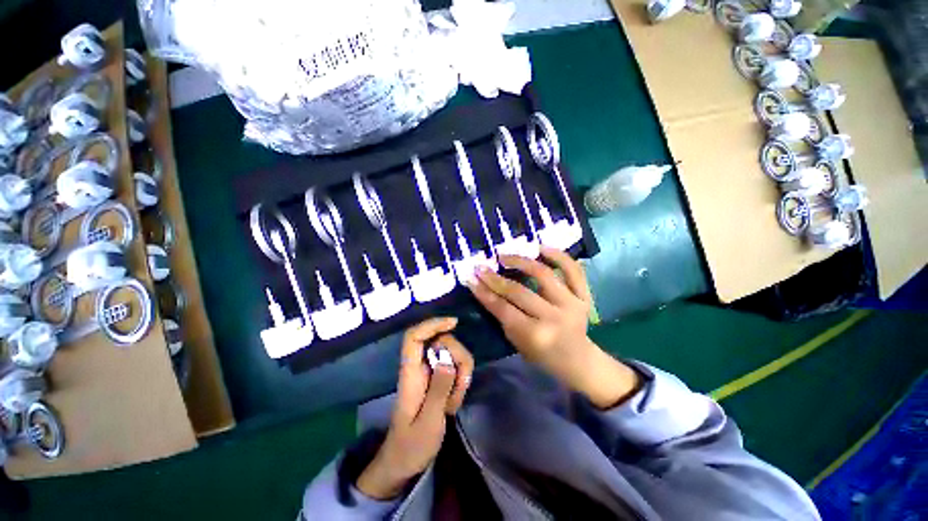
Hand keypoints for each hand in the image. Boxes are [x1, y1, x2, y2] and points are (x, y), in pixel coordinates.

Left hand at [356, 318, 473, 499]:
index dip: (432, 324)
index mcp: (410, 373)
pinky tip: (454, 401)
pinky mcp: (438, 379)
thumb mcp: (428, 422)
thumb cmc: (411, 445)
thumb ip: (438, 391)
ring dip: (461, 373)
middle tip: (461, 387)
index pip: (414, 337)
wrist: (404, 462)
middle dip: (458, 358)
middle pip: (442, 341)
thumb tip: (448, 361)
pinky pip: (455, 367)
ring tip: (454, 403)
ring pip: (452, 353)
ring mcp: (429, 371)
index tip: (453, 323)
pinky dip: (461, 380)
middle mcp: (419, 366)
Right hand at [468, 247, 638, 408]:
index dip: (484, 292)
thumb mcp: (517, 343)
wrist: (579, 360)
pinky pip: (573, 270)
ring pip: (542, 275)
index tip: (470, 279)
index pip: (503, 309)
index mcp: (535, 335)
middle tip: (480, 267)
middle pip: (518, 292)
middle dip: (494, 278)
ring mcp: (571, 304)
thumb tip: (486, 289)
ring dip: (520, 261)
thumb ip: (503, 317)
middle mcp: (553, 318)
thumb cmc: (542, 355)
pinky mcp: (584, 296)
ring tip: (503, 256)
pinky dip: (558, 256)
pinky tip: (540, 247)